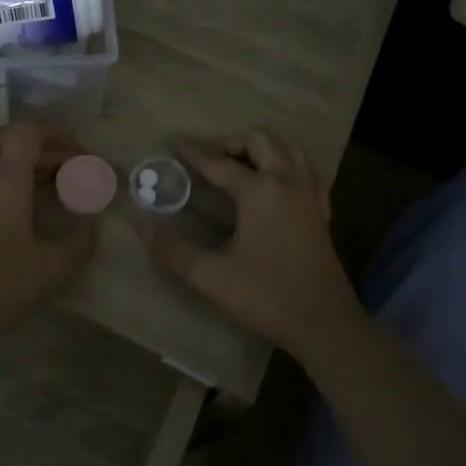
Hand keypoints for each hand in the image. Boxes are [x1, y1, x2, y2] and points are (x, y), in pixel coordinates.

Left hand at [0, 121, 98, 339]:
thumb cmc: (1, 285)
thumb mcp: (52, 266)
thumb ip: (80, 241)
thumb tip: (93, 225)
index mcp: (4, 179)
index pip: (27, 131)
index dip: (55, 131)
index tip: (78, 148)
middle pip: (13, 147)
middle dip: (46, 153)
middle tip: (73, 173)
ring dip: (24, 168)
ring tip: (50, 189)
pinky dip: (6, 184)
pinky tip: (23, 211)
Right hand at [135, 130, 359, 351]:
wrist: (325, 325)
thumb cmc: (267, 298)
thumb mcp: (211, 277)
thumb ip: (171, 248)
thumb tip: (140, 220)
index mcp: (260, 192)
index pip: (219, 162)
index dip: (193, 152)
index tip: (173, 142)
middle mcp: (288, 183)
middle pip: (260, 140)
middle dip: (230, 142)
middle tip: (207, 158)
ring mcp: (310, 196)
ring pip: (289, 149)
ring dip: (262, 148)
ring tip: (239, 163)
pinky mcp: (322, 212)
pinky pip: (306, 171)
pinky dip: (287, 165)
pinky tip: (275, 183)